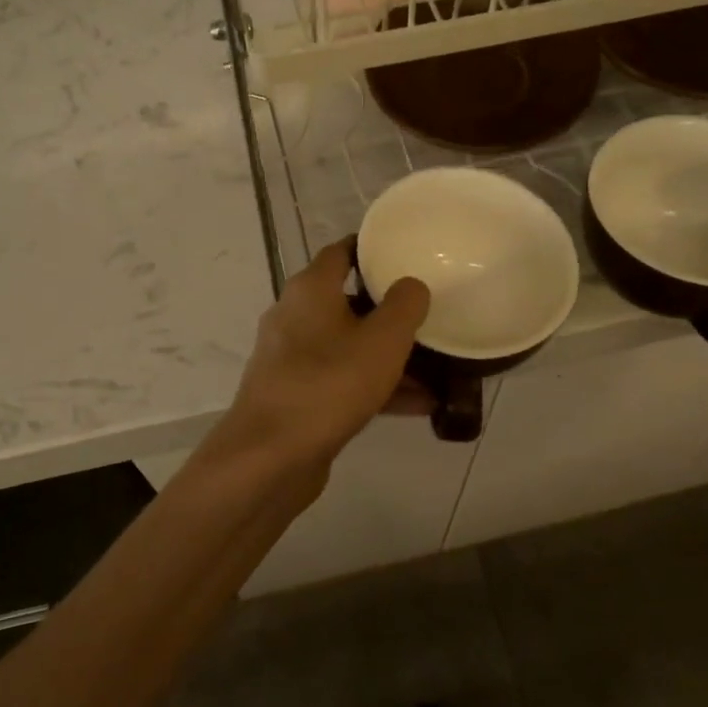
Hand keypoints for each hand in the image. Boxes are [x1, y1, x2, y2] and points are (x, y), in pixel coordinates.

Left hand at [209, 238, 430, 481]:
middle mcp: (295, 317)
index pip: (341, 252)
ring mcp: (292, 359)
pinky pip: (342, 380)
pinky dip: (375, 387)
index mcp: (310, 290)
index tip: (407, 256)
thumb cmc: (329, 384)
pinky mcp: (296, 395)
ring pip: (349, 347)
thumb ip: (404, 305)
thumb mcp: (382, 340)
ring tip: (438, 370)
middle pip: (348, 302)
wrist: (270, 456)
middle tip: (429, 317)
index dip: (373, 250)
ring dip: (389, 358)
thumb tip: (410, 285)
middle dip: (389, 312)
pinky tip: (418, 406)